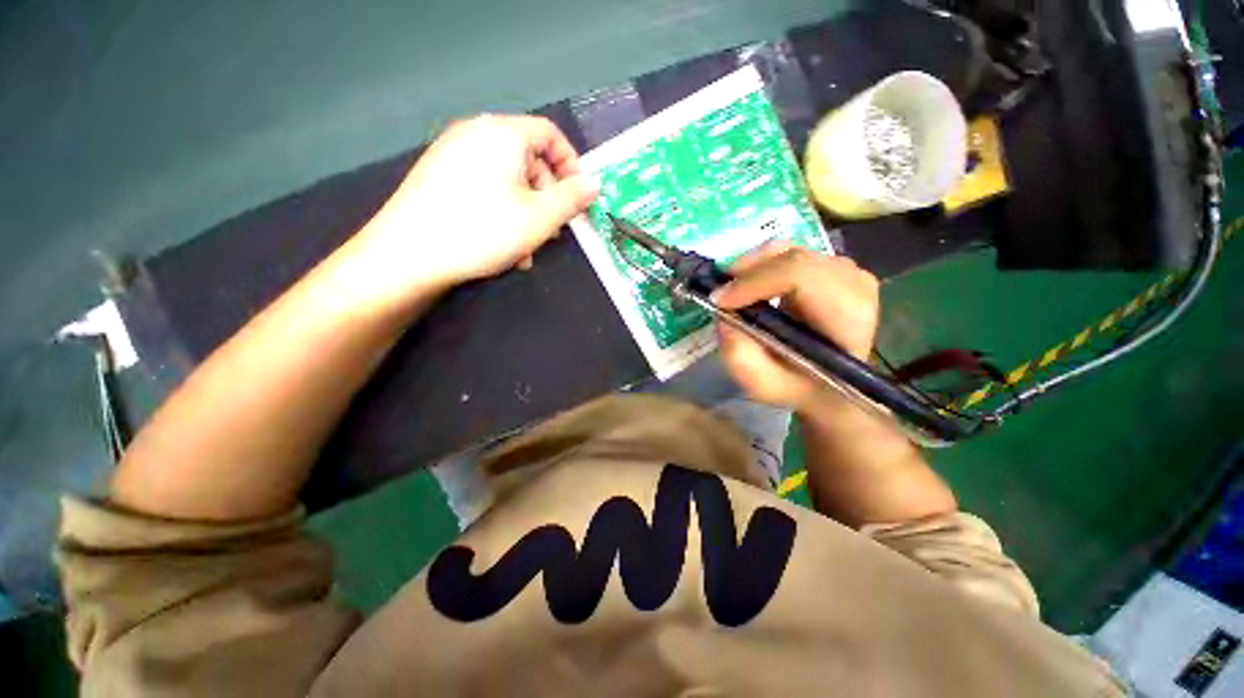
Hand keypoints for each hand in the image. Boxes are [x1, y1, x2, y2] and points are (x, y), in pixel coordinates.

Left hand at [348, 114, 599, 299]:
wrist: (409, 254)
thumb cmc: (484, 230)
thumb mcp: (540, 218)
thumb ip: (572, 199)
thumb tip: (595, 183)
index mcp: (503, 134)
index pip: (550, 134)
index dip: (571, 165)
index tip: (578, 198)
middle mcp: (476, 134)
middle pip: (528, 158)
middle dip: (547, 196)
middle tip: (553, 230)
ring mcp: (453, 154)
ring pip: (507, 179)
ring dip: (527, 211)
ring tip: (528, 247)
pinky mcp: (439, 176)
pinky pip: (485, 187)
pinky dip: (502, 210)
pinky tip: (503, 244)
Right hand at [713, 242, 880, 413]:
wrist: (829, 386)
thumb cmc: (797, 387)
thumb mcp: (761, 384)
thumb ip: (739, 354)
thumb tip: (724, 313)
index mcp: (846, 320)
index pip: (801, 277)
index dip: (755, 282)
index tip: (720, 301)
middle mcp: (855, 288)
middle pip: (796, 259)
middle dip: (750, 269)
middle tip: (720, 289)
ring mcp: (849, 274)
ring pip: (793, 252)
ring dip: (756, 265)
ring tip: (732, 285)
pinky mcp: (836, 269)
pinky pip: (795, 253)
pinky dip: (766, 262)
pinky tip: (753, 281)